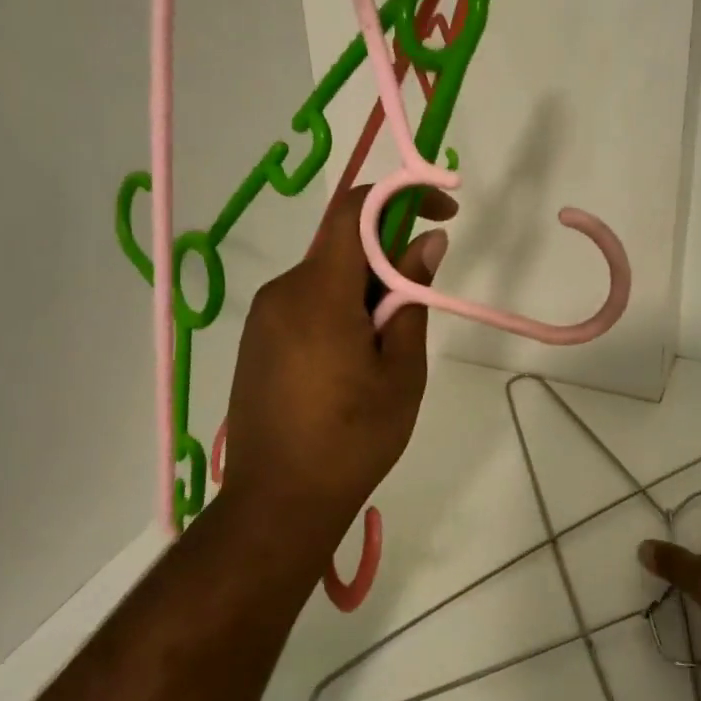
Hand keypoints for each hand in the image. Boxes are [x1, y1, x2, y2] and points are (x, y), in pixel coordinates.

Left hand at [221, 184, 452, 540]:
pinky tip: (353, 359)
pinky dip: (340, 307)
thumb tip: (427, 242)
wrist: (276, 503)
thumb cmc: (352, 440)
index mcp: (318, 294)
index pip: (356, 210)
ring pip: (327, 274)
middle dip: (389, 255)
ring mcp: (264, 316)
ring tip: (387, 347)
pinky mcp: (257, 339)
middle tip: (419, 305)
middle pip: (343, 244)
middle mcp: (283, 292)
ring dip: (366, 287)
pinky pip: (306, 301)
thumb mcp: (401, 371)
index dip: (402, 197)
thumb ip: (412, 299)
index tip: (444, 214)